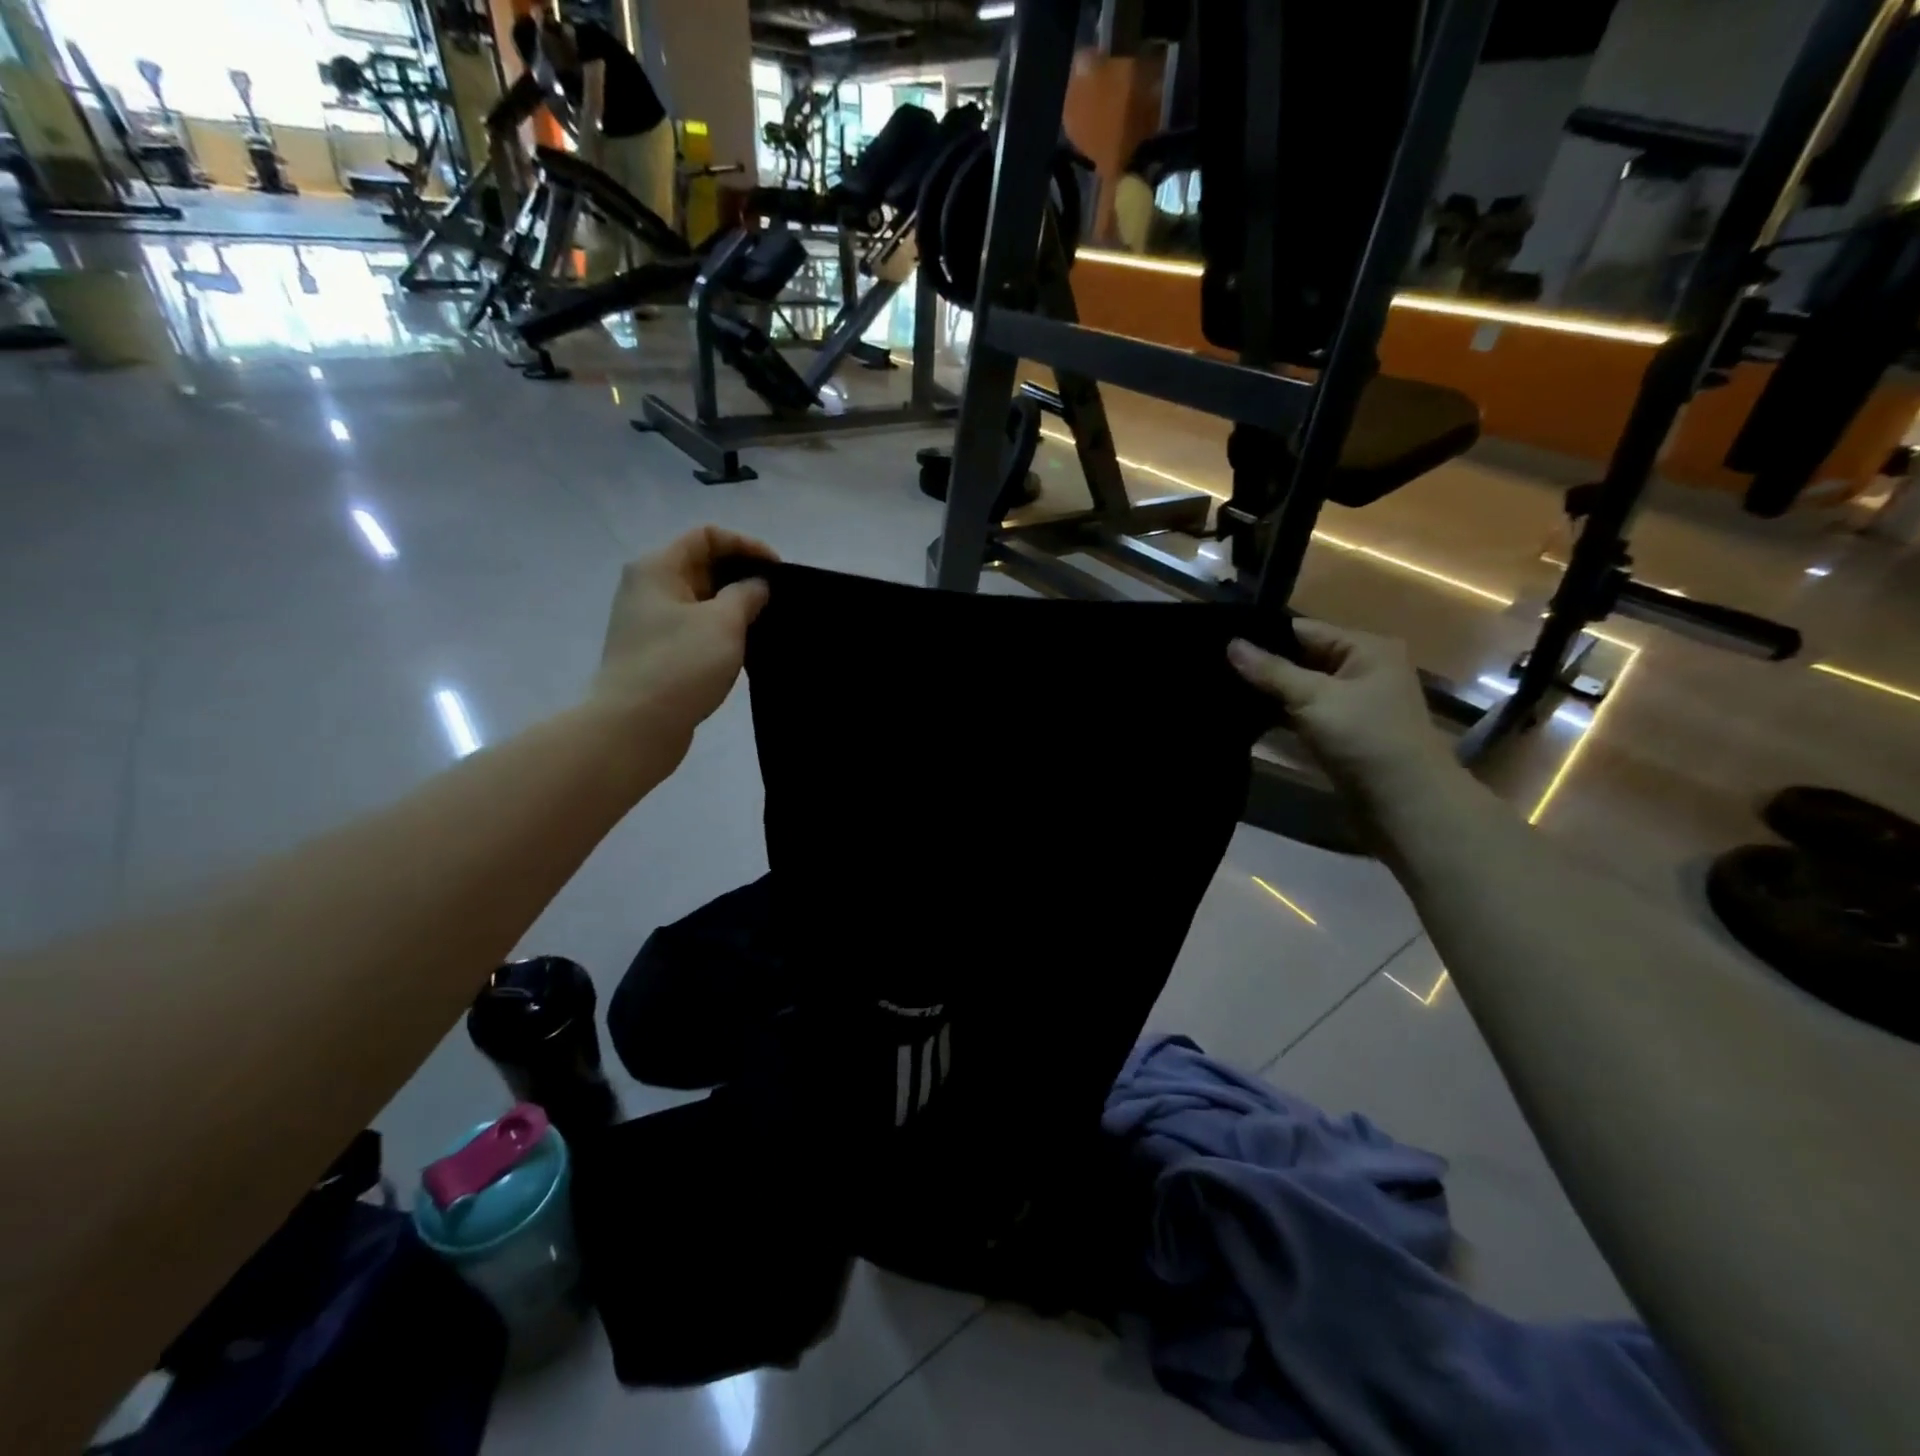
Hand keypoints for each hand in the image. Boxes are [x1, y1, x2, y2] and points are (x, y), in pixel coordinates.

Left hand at [590, 527, 775, 762]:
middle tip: (777, 599)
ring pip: (701, 601)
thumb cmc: (680, 664)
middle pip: (702, 566)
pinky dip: (722, 632)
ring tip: (767, 624)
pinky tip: (745, 650)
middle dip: (742, 577)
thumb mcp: (724, 622)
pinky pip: (696, 629)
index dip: (746, 545)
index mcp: (658, 568)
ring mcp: (650, 623)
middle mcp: (649, 588)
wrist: (634, 726)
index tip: (778, 571)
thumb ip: (747, 594)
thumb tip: (757, 586)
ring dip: (734, 608)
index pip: (707, 536)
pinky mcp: (657, 653)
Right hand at [1228, 620, 1456, 816]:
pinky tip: (1244, 716)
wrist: (1403, 802)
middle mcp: (1361, 669)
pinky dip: (1279, 714)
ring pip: (1300, 688)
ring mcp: (1352, 703)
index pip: (1303, 630)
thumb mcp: (1314, 698)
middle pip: (1301, 658)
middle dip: (1262, 665)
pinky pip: (1303, 713)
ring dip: (1268, 692)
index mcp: (1366, 648)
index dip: (1262, 636)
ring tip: (1219, 689)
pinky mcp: (1341, 731)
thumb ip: (1270, 671)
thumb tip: (1230, 643)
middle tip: (1212, 667)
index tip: (1218, 642)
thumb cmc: (1365, 737)